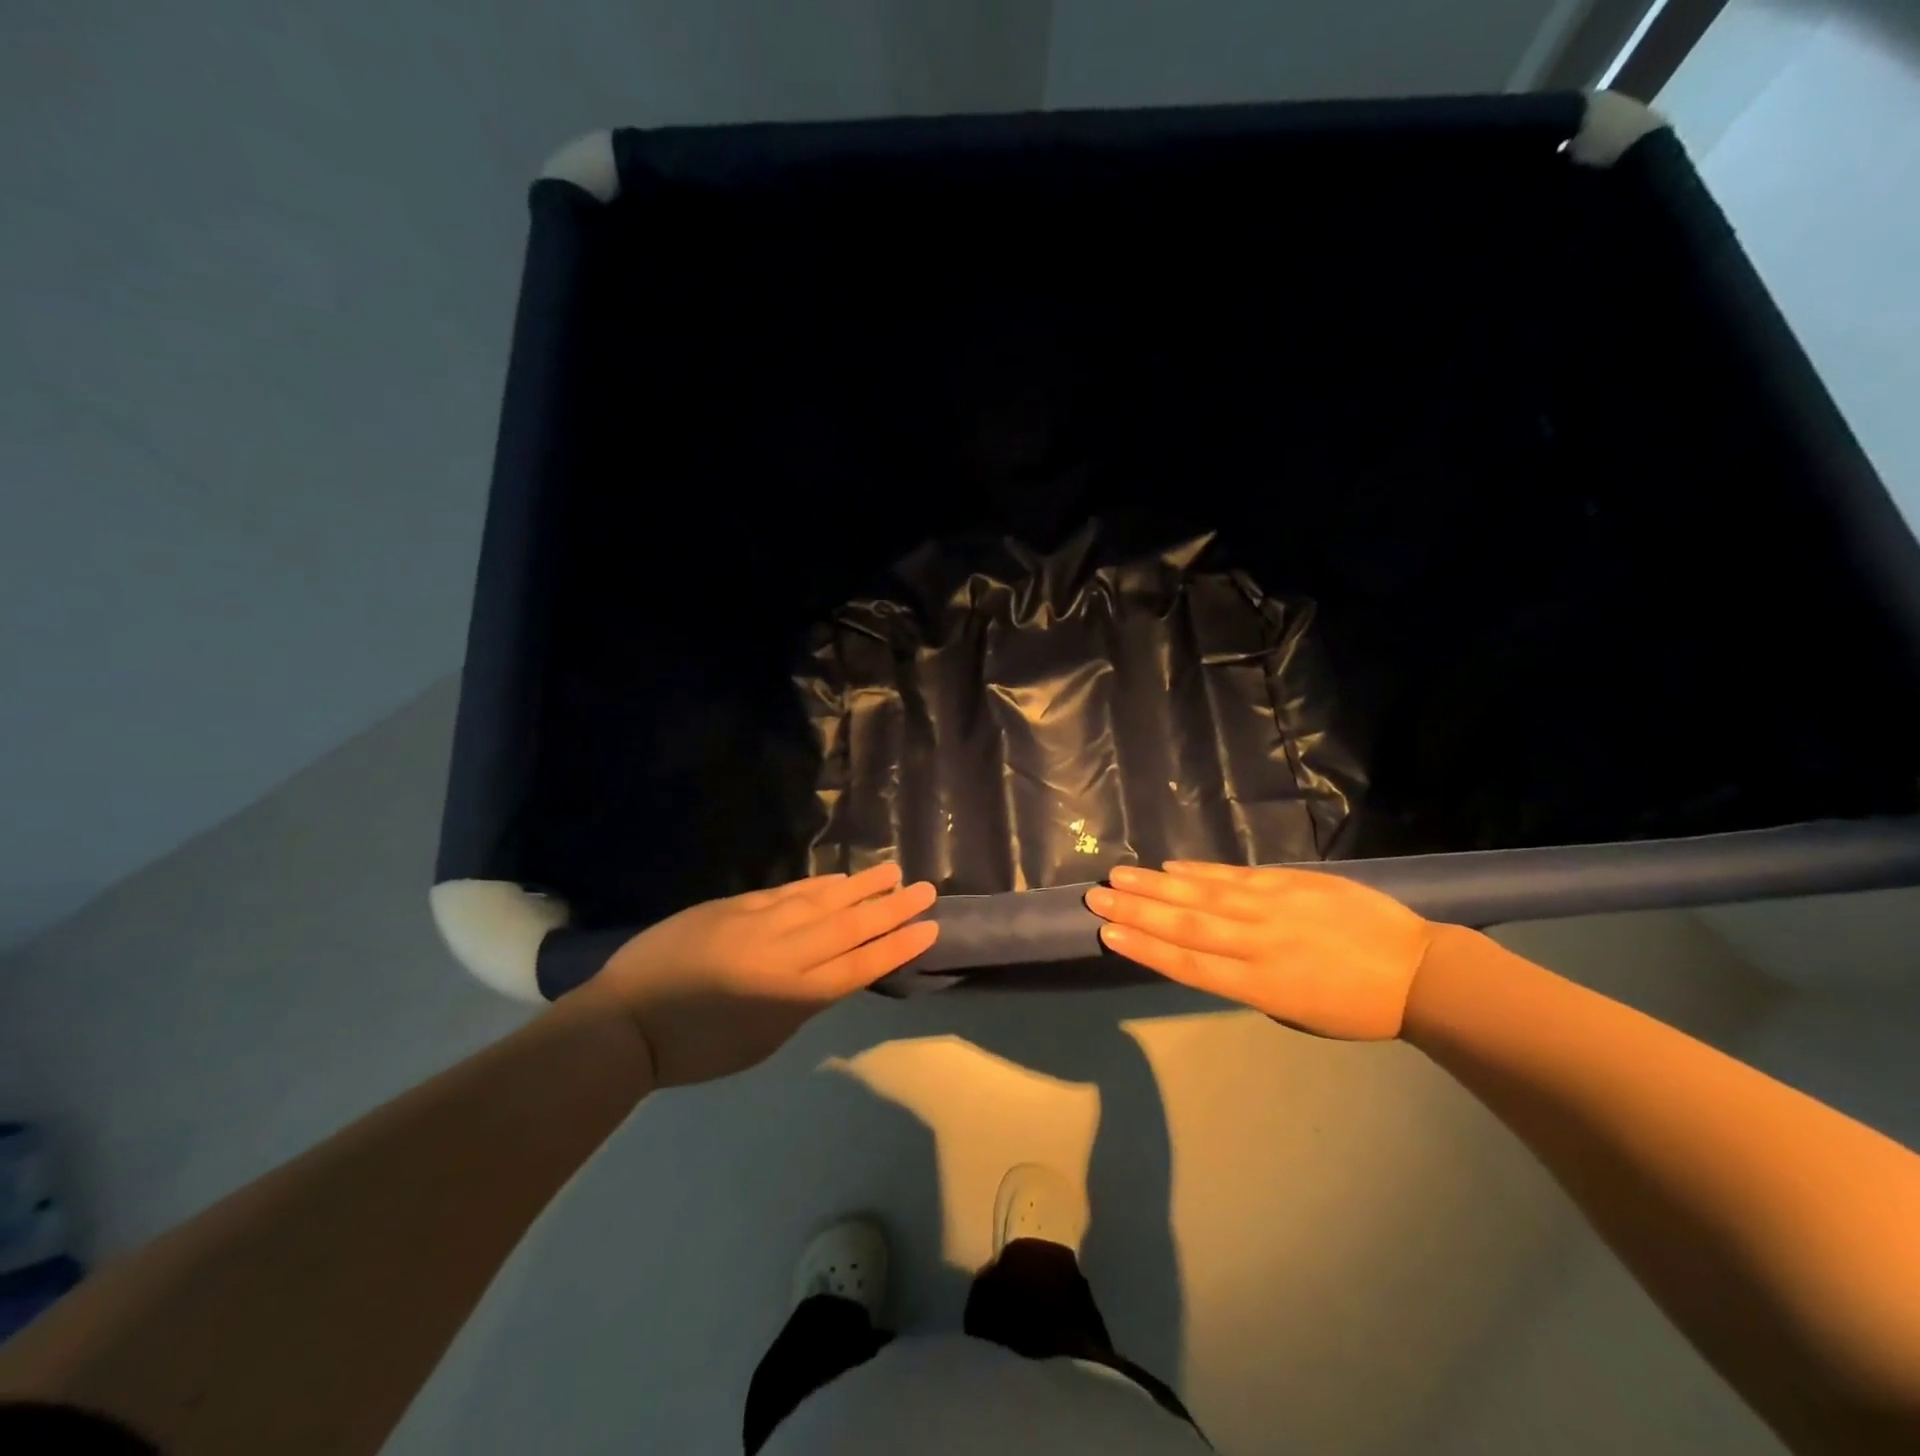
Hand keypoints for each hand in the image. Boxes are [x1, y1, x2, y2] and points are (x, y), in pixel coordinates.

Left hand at [584, 863, 937, 1085]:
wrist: (627, 1019)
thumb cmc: (695, 1049)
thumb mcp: (762, 1040)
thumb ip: (800, 1002)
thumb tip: (825, 972)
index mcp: (793, 996)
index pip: (859, 965)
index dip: (897, 946)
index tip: (928, 928)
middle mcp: (785, 954)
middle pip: (850, 926)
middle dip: (891, 908)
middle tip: (925, 889)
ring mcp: (759, 924)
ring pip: (822, 900)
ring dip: (860, 886)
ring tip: (892, 872)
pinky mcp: (735, 906)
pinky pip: (788, 892)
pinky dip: (818, 885)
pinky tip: (838, 878)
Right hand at [1085, 862, 1434, 1038]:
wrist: (1419, 972)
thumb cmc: (1354, 1007)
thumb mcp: (1295, 1011)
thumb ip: (1247, 980)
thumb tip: (1208, 952)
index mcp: (1261, 986)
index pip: (1189, 965)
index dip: (1146, 948)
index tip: (1108, 933)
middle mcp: (1259, 944)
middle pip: (1187, 925)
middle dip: (1137, 911)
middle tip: (1096, 896)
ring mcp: (1275, 908)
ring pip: (1205, 895)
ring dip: (1158, 885)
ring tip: (1121, 875)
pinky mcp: (1292, 883)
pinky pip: (1237, 876)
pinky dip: (1202, 871)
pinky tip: (1173, 866)